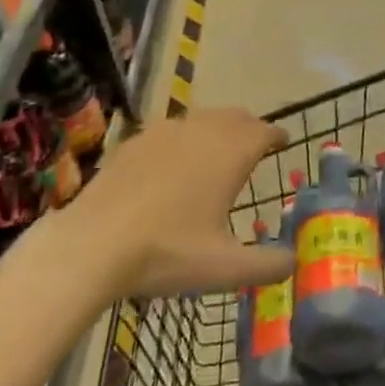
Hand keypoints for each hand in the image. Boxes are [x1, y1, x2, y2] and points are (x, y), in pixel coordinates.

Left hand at [54, 106, 294, 300]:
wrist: (92, 243)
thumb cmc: (166, 251)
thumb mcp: (223, 268)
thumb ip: (265, 265)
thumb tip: (293, 261)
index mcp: (232, 152)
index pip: (265, 131)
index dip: (277, 137)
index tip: (282, 143)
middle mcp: (205, 130)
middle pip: (237, 117)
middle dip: (249, 129)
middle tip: (254, 149)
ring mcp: (168, 130)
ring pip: (204, 118)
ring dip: (217, 130)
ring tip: (216, 154)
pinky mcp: (137, 139)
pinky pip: (171, 130)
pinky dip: (183, 140)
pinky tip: (171, 165)